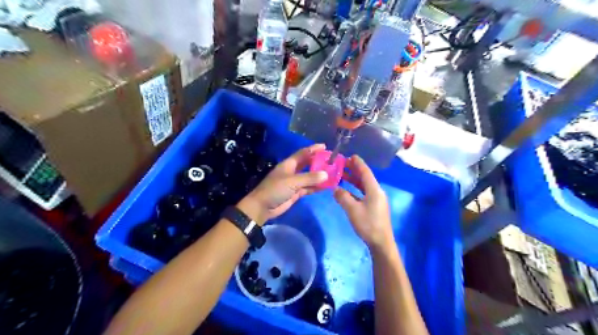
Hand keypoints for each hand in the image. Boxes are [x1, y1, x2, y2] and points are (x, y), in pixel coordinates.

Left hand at [240, 143, 329, 223]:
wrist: (263, 207)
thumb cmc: (275, 189)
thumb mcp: (292, 181)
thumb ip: (309, 178)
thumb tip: (326, 174)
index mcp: (289, 164)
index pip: (303, 153)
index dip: (313, 149)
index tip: (325, 146)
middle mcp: (292, 171)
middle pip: (307, 164)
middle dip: (318, 162)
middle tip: (332, 160)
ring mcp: (294, 182)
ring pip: (309, 176)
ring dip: (319, 175)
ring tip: (333, 173)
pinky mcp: (296, 193)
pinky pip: (309, 188)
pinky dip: (316, 186)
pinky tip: (326, 186)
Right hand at [332, 156, 393, 248]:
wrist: (381, 242)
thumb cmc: (368, 224)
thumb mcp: (353, 210)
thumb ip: (343, 197)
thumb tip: (335, 189)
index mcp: (374, 190)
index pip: (365, 172)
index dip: (358, 163)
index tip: (350, 156)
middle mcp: (377, 192)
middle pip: (365, 177)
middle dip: (354, 170)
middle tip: (342, 164)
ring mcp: (376, 199)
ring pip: (364, 185)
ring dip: (354, 179)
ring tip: (343, 174)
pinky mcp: (374, 207)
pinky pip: (364, 193)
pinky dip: (355, 189)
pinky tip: (347, 190)